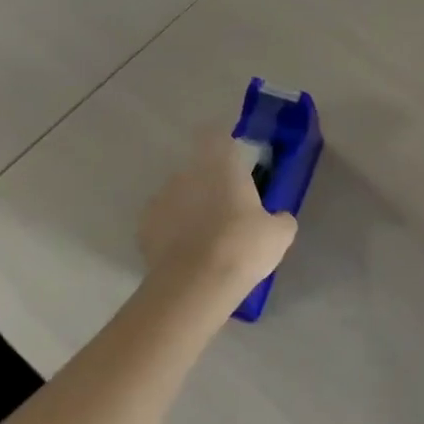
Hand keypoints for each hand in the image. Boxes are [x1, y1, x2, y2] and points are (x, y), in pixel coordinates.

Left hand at [137, 133, 298, 298]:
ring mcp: (162, 198)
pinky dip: (172, 234)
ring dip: (190, 209)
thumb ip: (280, 218)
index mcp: (222, 165)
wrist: (195, 285)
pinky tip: (185, 256)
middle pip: (199, 170)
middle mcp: (188, 172)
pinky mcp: (144, 227)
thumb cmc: (243, 246)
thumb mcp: (279, 234)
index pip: (219, 138)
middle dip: (210, 186)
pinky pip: (163, 223)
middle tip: (228, 214)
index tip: (238, 170)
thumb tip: (278, 218)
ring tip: (205, 240)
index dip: (227, 151)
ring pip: (179, 196)